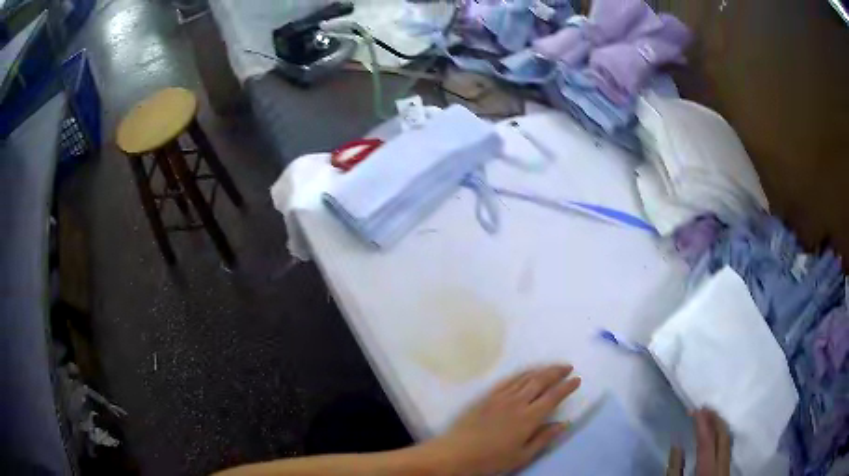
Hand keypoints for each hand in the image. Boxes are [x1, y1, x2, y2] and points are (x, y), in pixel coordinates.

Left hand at [425, 365, 581, 474]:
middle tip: (568, 367)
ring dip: (541, 370)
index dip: (567, 387)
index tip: (577, 380)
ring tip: (552, 367)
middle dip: (556, 372)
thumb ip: (544, 438)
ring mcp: (500, 397)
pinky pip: (508, 380)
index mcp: (529, 418)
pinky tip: (526, 373)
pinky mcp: (486, 397)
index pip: (553, 397)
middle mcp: (517, 402)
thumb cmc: (491, 460)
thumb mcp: (522, 455)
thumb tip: (564, 423)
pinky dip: (521, 374)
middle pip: (541, 381)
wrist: (456, 453)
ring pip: (525, 378)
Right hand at [667, 408, 730, 475]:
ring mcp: (727, 468)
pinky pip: (727, 447)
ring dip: (719, 425)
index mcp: (707, 471)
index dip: (702, 423)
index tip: (695, 409)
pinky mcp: (727, 471)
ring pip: (728, 440)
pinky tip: (716, 433)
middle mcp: (722, 466)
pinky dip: (722, 436)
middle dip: (715, 418)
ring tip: (710, 415)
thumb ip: (674, 469)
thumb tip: (677, 445)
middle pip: (723, 436)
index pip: (707, 441)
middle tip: (704, 406)